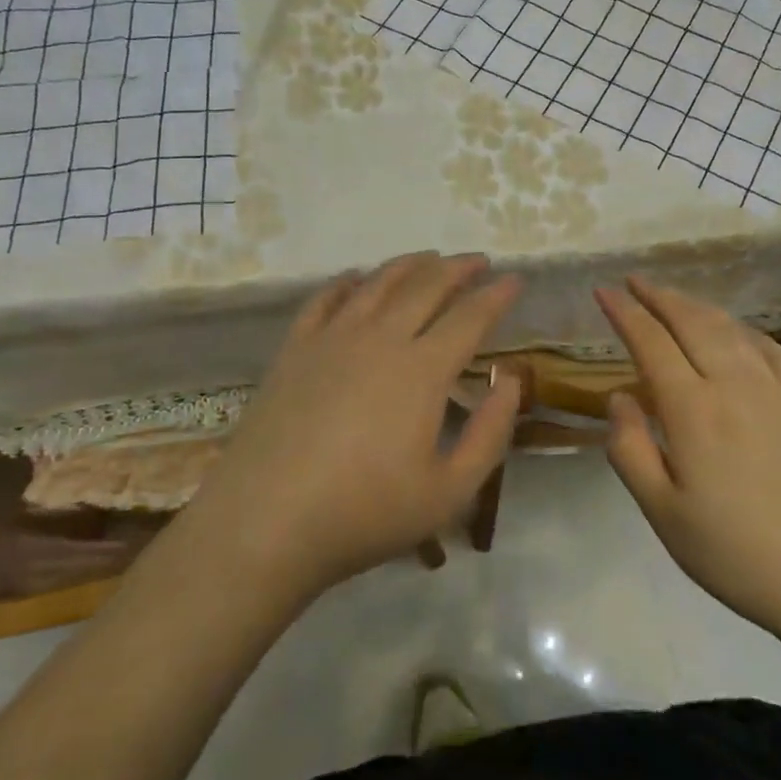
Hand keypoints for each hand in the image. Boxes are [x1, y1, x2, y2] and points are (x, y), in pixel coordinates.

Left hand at [181, 252, 522, 600]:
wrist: (265, 522)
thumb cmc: (364, 513)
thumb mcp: (449, 492)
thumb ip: (490, 433)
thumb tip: (510, 380)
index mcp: (423, 369)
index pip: (470, 317)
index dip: (497, 295)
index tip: (515, 280)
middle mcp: (381, 338)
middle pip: (427, 286)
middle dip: (458, 268)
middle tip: (479, 260)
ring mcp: (333, 338)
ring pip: (379, 282)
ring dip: (410, 265)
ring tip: (429, 257)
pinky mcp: (295, 348)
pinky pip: (326, 298)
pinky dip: (349, 281)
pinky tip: (357, 278)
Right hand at [596, 276, 780, 641]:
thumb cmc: (741, 555)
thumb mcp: (665, 515)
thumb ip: (630, 450)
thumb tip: (619, 398)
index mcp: (693, 408)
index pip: (651, 341)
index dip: (624, 312)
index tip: (603, 291)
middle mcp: (734, 384)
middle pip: (692, 322)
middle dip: (659, 296)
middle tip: (635, 281)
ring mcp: (777, 392)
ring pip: (731, 329)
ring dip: (698, 306)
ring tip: (677, 298)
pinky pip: (772, 351)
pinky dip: (747, 331)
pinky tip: (742, 334)